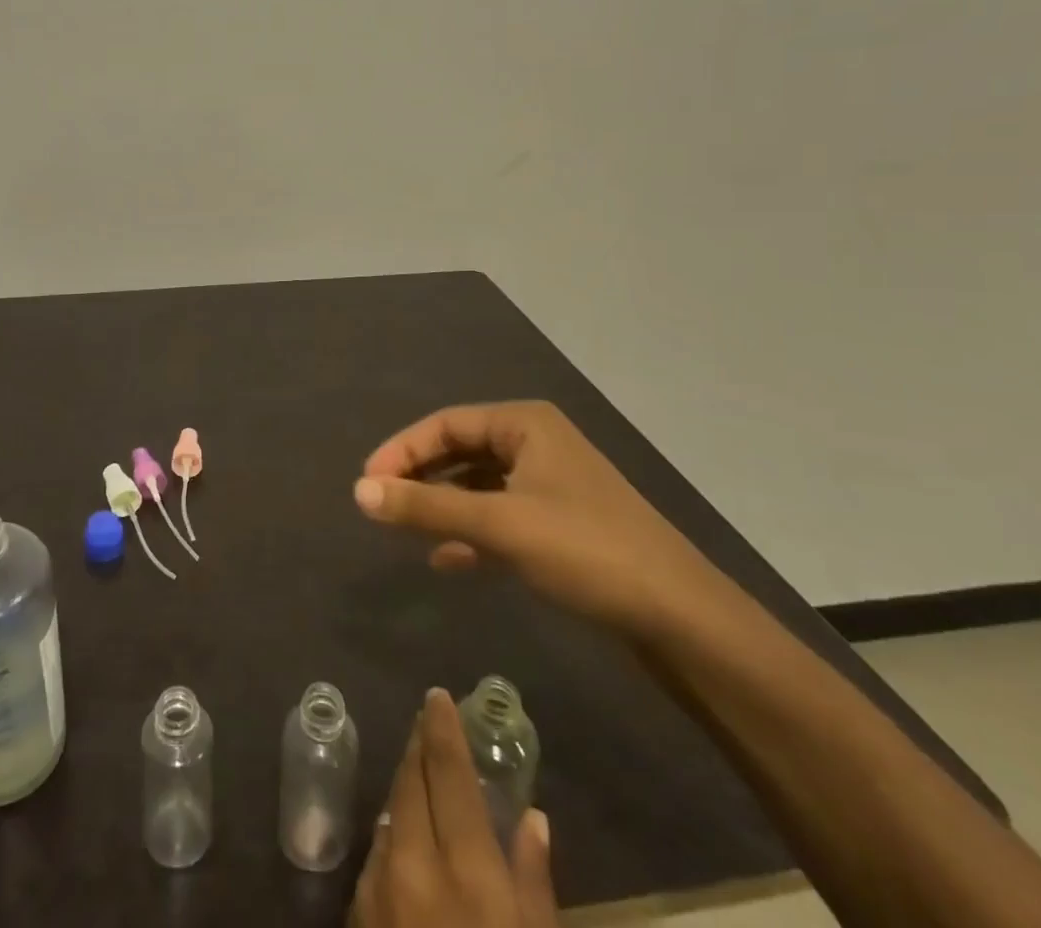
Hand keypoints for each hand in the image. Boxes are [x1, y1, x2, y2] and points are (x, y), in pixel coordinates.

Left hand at [350, 688, 556, 927]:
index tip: (437, 696)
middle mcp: (413, 864)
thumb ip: (534, 882)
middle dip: (419, 748)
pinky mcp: (359, 918)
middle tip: (429, 724)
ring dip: (406, 789)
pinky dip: (395, 835)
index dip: (441, 728)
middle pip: (411, 782)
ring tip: (422, 775)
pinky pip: (379, 856)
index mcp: (465, 871)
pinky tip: (409, 840)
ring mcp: (379, 891)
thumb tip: (532, 818)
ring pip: (391, 813)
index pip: (448, 772)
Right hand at [353, 402, 722, 642]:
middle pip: (460, 450)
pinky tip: (446, 560)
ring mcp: (550, 482)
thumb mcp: (499, 526)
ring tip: (405, 529)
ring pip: (478, 484)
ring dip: (442, 504)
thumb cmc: (585, 550)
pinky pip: (499, 514)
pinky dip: (470, 531)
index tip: (366, 483)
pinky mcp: (559, 521)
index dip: (401, 449)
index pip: (445, 424)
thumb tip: (359, 492)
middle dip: (419, 476)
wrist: (681, 617)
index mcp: (524, 424)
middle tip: (379, 504)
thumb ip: (426, 507)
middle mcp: (535, 442)